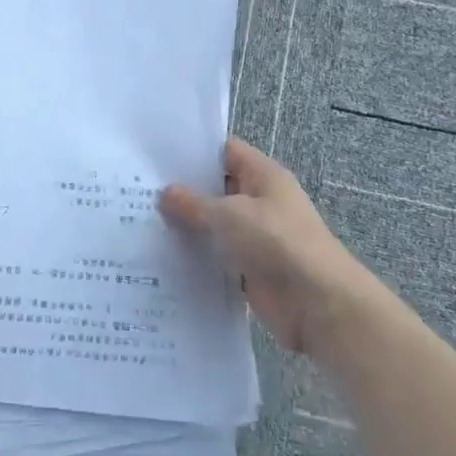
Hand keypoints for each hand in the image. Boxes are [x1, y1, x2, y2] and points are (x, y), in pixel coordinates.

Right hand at [160, 138, 359, 355]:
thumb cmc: (276, 242)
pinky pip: (218, 258)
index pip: (226, 151)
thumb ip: (193, 203)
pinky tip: (162, 258)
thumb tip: (165, 193)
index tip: (156, 155)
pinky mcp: (250, 270)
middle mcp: (261, 202)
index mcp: (264, 176)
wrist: (318, 304)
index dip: (194, 151)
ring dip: (187, 228)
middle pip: (217, 189)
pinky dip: (196, 259)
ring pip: (215, 226)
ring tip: (141, 222)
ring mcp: (257, 238)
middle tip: (138, 189)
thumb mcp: (228, 214)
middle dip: (183, 191)